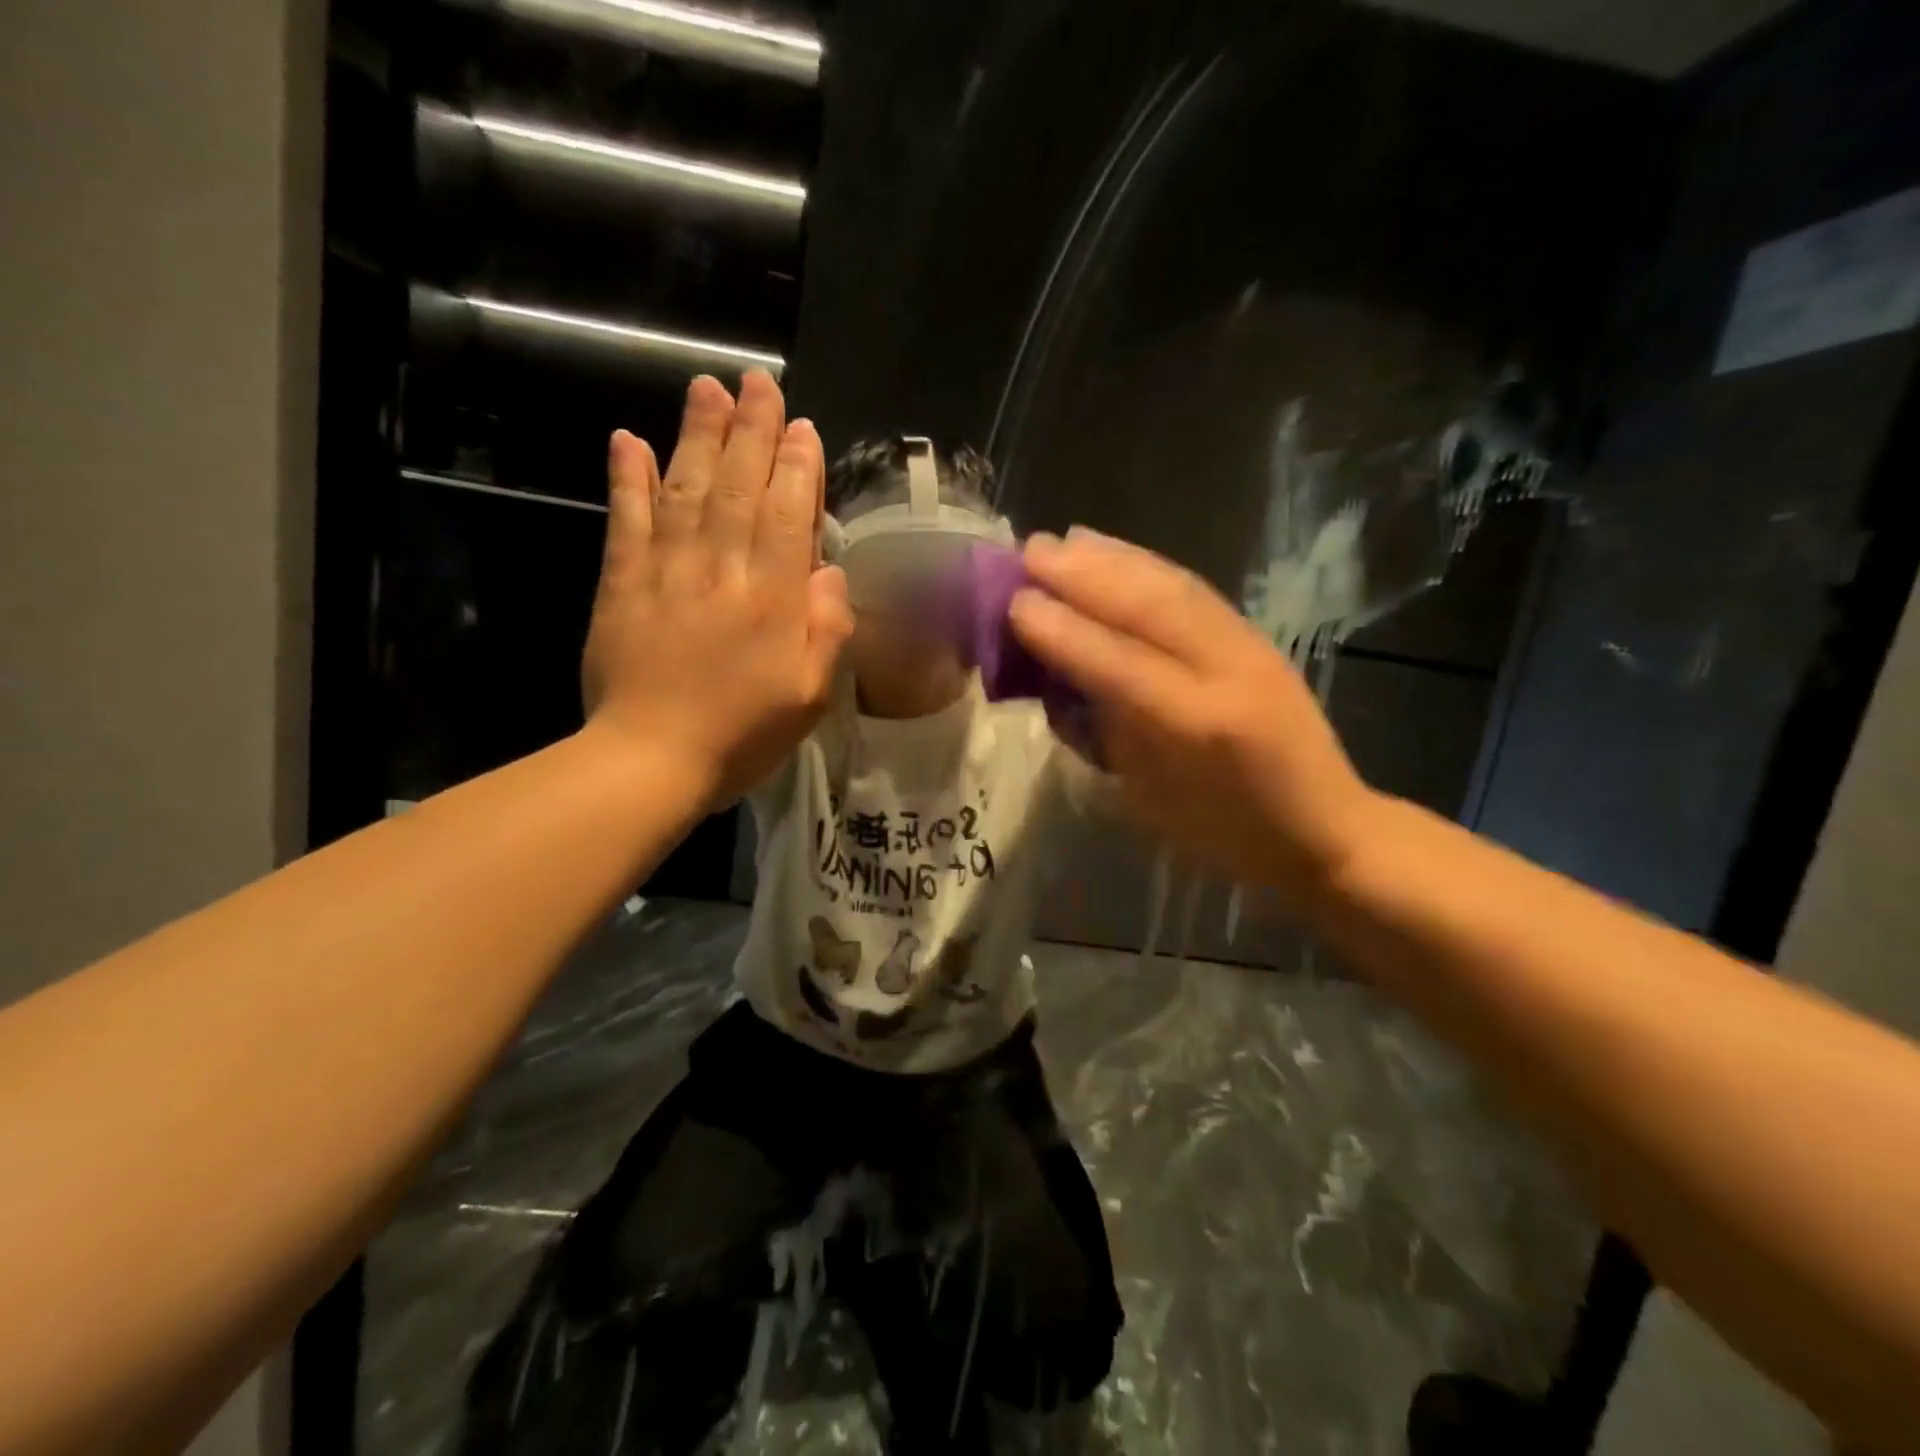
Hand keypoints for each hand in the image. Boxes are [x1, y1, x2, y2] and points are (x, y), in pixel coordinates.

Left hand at [581, 371, 852, 804]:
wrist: (650, 760)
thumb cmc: (742, 735)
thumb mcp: (809, 696)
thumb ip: (827, 631)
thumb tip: (829, 572)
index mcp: (773, 598)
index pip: (790, 515)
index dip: (797, 467)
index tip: (801, 426)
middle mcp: (723, 569)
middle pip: (739, 487)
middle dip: (751, 431)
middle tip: (757, 382)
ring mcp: (667, 571)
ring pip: (686, 489)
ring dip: (697, 435)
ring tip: (706, 389)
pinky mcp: (621, 583)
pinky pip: (626, 520)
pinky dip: (626, 478)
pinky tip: (627, 439)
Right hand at [1009, 528, 1370, 896]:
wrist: (1323, 826)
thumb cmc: (1223, 832)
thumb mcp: (1149, 797)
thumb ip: (1105, 732)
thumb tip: (1059, 677)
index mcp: (1197, 727)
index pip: (1119, 664)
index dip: (1064, 631)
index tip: (1016, 602)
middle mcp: (1226, 673)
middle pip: (1148, 608)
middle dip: (1083, 576)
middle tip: (1029, 551)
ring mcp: (1248, 647)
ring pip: (1173, 587)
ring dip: (1114, 559)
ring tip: (1066, 540)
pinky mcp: (1256, 636)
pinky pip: (1195, 589)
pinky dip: (1150, 566)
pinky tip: (1120, 553)